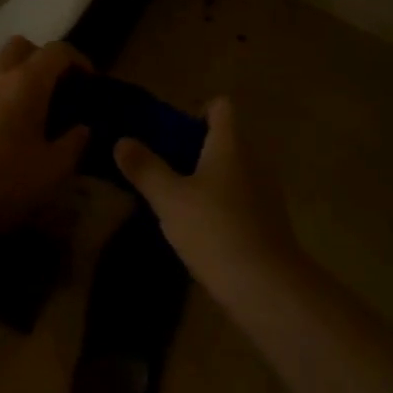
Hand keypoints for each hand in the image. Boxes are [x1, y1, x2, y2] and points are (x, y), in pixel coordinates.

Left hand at [0, 36, 91, 239]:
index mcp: (26, 82)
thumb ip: (74, 143)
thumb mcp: (54, 169)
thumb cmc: (4, 183)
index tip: (91, 82)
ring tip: (38, 111)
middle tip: (60, 89)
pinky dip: (4, 95)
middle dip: (44, 59)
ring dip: (22, 76)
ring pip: (1, 66)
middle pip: (22, 46)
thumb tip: (82, 127)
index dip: (79, 60)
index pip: (57, 51)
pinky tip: (12, 130)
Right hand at [114, 98, 303, 304]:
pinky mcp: (270, 220)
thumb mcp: (169, 199)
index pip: (220, 106)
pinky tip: (202, 231)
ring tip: (178, 203)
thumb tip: (122, 141)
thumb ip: (145, 168)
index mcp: (230, 143)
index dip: (196, 111)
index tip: (172, 135)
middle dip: (195, 149)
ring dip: (208, 179)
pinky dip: (222, 204)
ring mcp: (266, 190)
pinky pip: (241, 197)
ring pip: (232, 170)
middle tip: (164, 171)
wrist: (267, 286)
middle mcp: (253, 158)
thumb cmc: (215, 230)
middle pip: (225, 138)